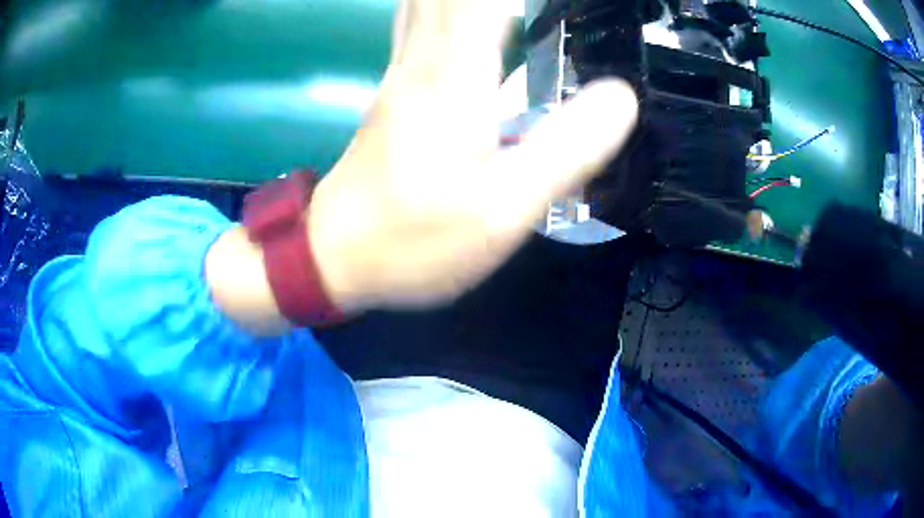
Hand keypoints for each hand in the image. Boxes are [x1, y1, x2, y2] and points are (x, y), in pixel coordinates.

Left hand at [311, 0, 638, 312]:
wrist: (335, 255)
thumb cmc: (416, 239)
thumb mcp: (504, 208)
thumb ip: (567, 149)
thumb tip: (621, 96)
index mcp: (457, 76)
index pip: (490, 0)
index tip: (573, 4)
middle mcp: (426, 58)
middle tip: (537, 6)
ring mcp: (403, 70)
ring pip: (427, 0)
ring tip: (509, 7)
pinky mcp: (396, 87)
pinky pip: (419, 19)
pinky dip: (441, 2)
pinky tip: (460, 9)